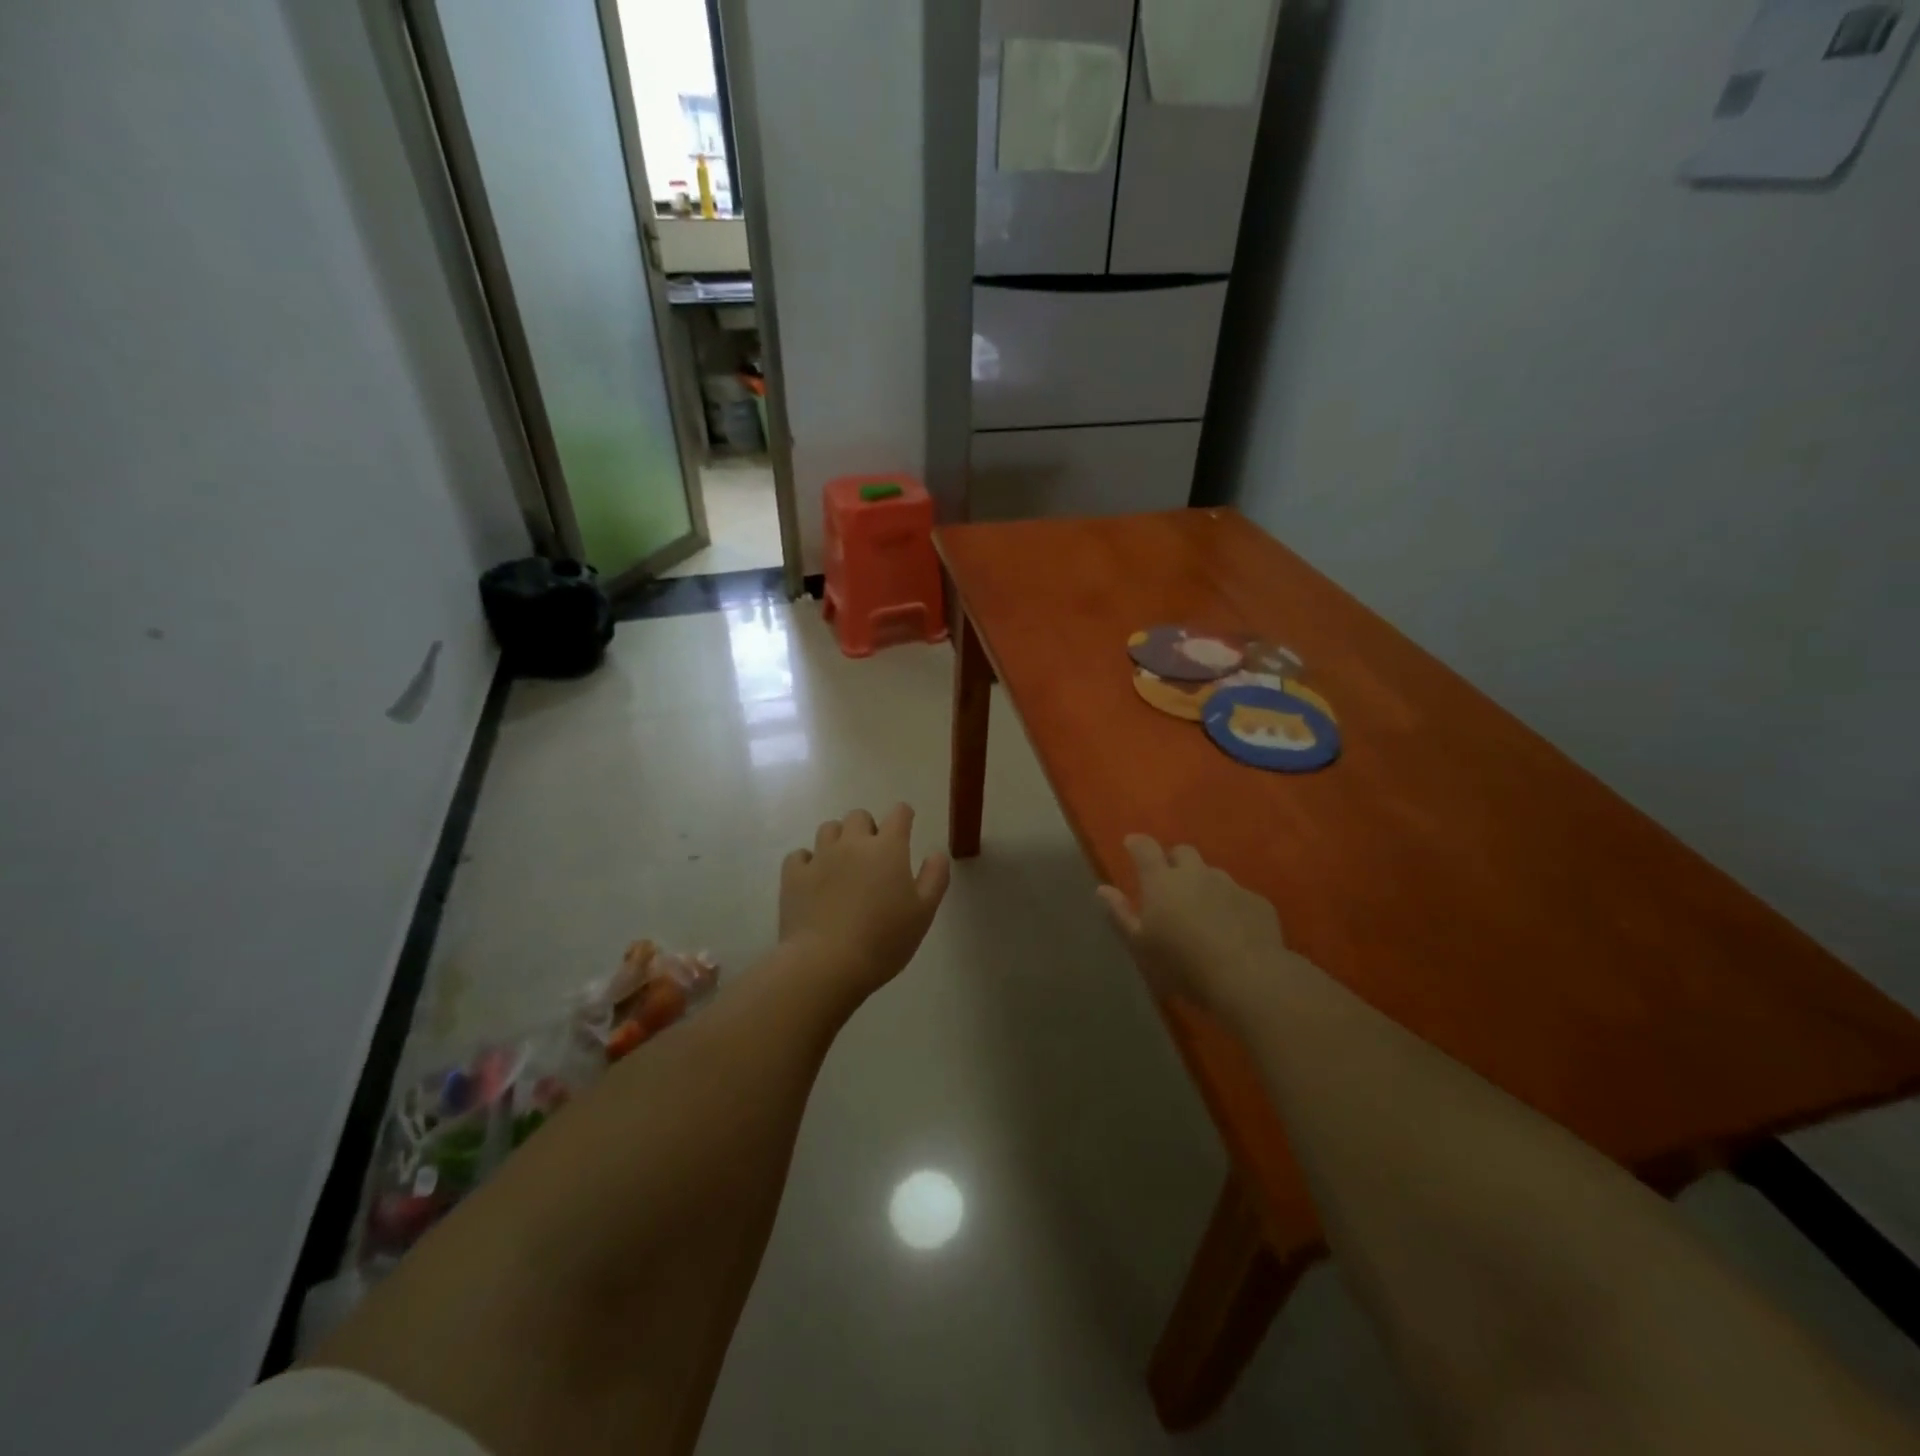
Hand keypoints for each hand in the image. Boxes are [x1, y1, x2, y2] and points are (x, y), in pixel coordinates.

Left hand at [778, 805, 950, 1001]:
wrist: (826, 963)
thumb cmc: (884, 939)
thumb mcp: (924, 912)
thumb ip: (935, 877)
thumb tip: (937, 853)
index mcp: (887, 848)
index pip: (899, 814)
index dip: (904, 816)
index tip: (906, 825)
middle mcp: (852, 843)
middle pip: (859, 816)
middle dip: (868, 828)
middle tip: (873, 854)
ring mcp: (819, 857)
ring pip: (828, 829)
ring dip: (838, 839)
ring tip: (843, 863)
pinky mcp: (793, 876)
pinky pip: (799, 855)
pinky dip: (808, 861)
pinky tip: (814, 878)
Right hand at [1096, 835, 1307, 1025]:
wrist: (1248, 978)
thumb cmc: (1183, 965)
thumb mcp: (1141, 946)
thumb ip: (1120, 914)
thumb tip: (1102, 889)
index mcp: (1161, 882)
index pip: (1144, 848)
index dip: (1136, 843)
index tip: (1131, 845)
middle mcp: (1195, 874)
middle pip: (1182, 852)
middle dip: (1173, 861)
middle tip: (1168, 883)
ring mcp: (1230, 885)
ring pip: (1212, 873)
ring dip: (1203, 884)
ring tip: (1202, 911)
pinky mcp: (1257, 902)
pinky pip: (1238, 896)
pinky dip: (1230, 905)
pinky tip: (1232, 930)